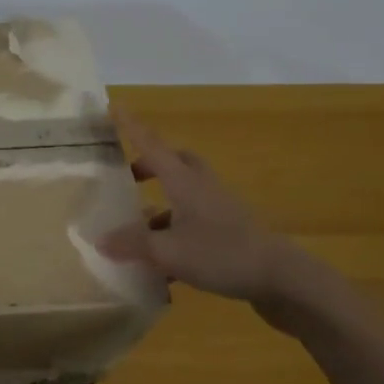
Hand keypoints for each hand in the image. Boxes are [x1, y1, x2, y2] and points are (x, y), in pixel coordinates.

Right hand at [96, 109, 303, 304]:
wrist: (283, 278)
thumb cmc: (222, 254)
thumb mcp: (168, 252)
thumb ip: (133, 244)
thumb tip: (100, 239)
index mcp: (184, 181)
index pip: (151, 145)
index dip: (131, 125)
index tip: (113, 105)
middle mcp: (202, 187)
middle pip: (176, 162)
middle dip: (150, 164)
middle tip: (128, 177)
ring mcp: (219, 209)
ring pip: (184, 194)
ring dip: (160, 205)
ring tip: (137, 230)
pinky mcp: (230, 232)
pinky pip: (195, 221)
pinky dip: (174, 233)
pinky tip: (162, 265)